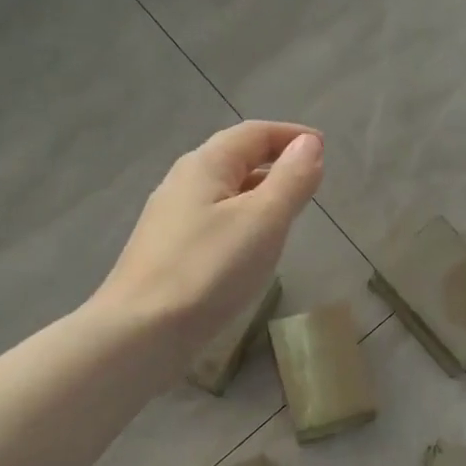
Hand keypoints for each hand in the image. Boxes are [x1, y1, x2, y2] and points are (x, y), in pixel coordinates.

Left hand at [93, 122, 323, 356]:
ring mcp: (170, 219)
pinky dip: (241, 219)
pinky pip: (213, 220)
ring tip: (289, 212)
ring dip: (259, 192)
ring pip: (223, 191)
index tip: (324, 148)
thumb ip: (290, 179)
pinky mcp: (167, 251)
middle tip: (310, 180)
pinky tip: (251, 247)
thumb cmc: (209, 269)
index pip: (253, 133)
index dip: (291, 136)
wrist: (141, 332)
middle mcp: (182, 182)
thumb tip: (309, 144)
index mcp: (204, 165)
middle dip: (275, 162)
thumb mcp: (263, 220)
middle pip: (234, 158)